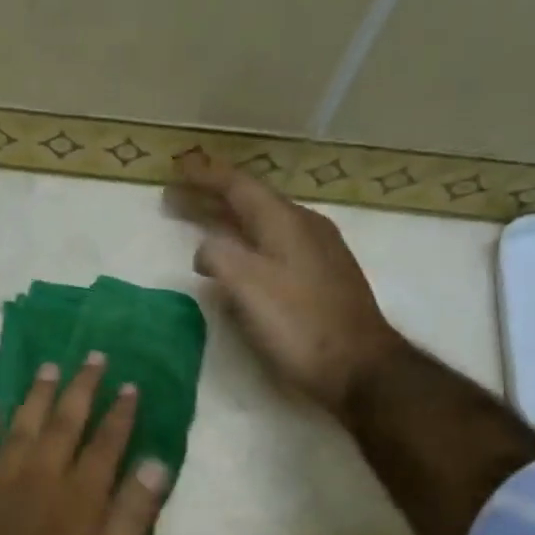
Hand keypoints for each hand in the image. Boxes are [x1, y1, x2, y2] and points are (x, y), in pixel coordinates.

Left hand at [0, 354, 170, 534]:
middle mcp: (38, 481)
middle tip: (92, 356)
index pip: (105, 443)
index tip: (129, 383)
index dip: (119, 413)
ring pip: (19, 430)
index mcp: (78, 499)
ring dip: (36, 398)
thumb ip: (132, 517)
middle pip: (63, 425)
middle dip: (81, 389)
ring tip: (49, 369)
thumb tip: (157, 463)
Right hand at [171, 152, 403, 417]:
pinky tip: (238, 257)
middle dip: (211, 197)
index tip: (177, 168)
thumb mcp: (248, 286)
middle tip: (176, 197)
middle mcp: (304, 226)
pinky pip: (274, 243)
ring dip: (228, 219)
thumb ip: (218, 257)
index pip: (239, 186)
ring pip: (263, 223)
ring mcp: (317, 251)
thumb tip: (205, 250)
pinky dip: (246, 240)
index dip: (206, 176)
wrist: (358, 366)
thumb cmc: (299, 324)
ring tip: (200, 223)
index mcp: (286, 222)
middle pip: (251, 202)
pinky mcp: (321, 276)